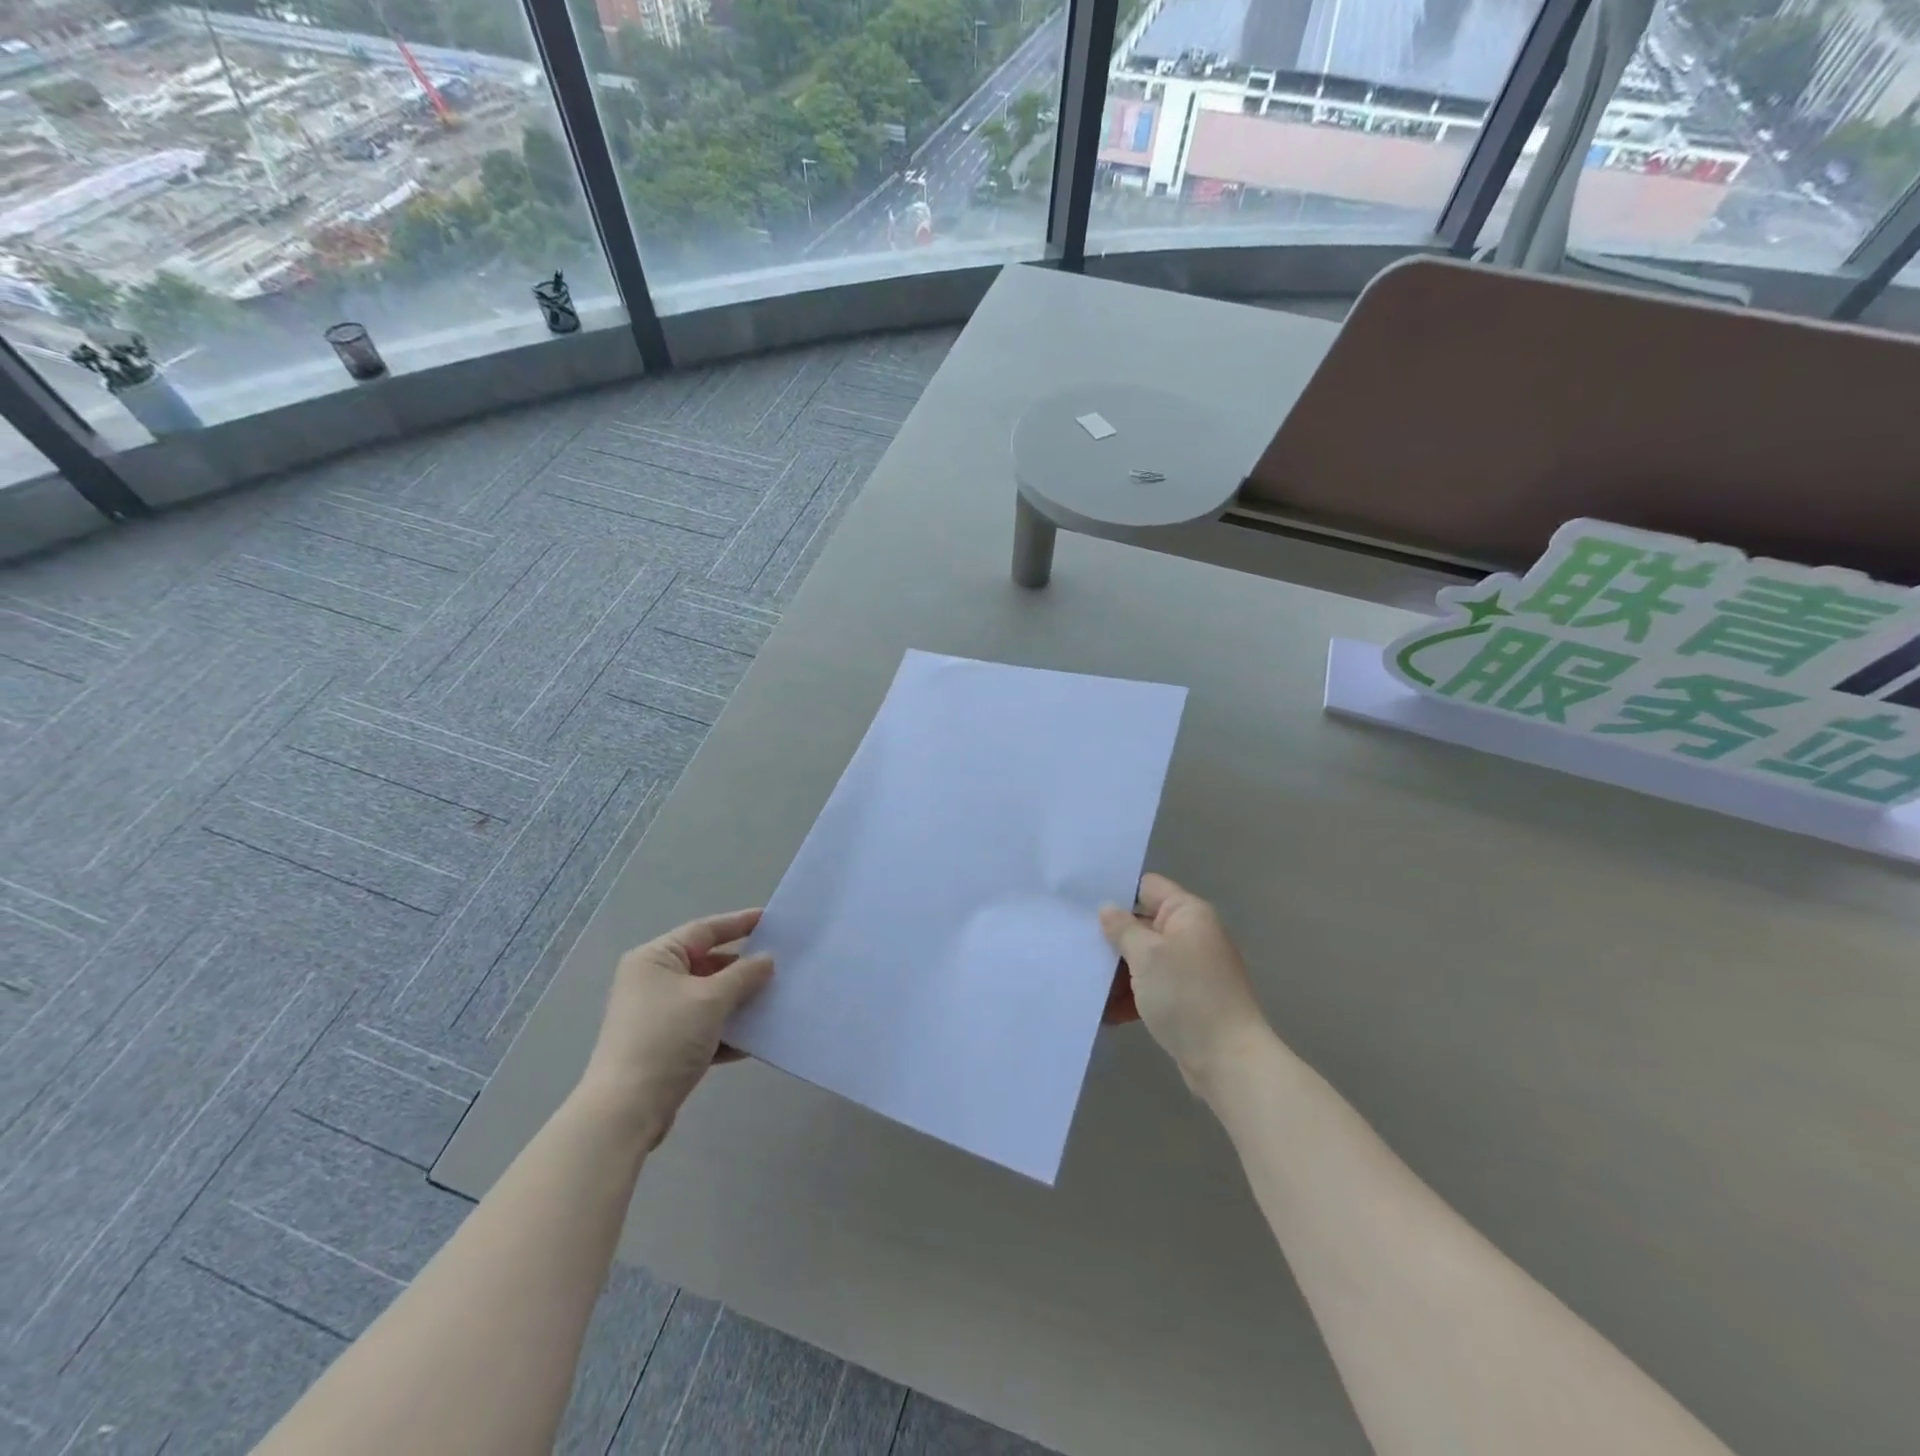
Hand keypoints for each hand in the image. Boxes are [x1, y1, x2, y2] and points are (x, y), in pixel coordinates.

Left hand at [579, 908, 774, 1146]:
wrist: (627, 1110)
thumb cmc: (667, 1038)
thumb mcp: (711, 999)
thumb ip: (744, 974)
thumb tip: (767, 959)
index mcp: (655, 958)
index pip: (704, 930)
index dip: (739, 923)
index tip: (772, 920)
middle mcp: (653, 981)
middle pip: (707, 964)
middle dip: (743, 968)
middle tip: (781, 964)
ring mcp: (658, 1015)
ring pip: (708, 998)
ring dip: (739, 1001)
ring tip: (776, 999)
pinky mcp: (665, 1046)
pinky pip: (704, 1027)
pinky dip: (727, 1030)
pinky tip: (756, 1038)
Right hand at [1099, 874, 1272, 1095]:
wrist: (1229, 1061)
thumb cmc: (1187, 996)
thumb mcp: (1146, 955)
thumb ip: (1122, 928)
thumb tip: (1107, 908)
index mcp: (1187, 913)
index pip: (1146, 887)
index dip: (1116, 893)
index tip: (1081, 904)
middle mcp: (1191, 935)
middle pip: (1142, 925)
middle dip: (1111, 939)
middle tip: (1074, 945)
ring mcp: (1190, 969)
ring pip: (1143, 959)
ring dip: (1117, 973)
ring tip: (1085, 985)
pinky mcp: (1186, 1000)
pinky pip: (1152, 987)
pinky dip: (1131, 997)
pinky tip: (1105, 1012)